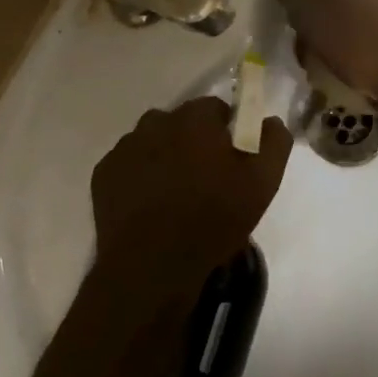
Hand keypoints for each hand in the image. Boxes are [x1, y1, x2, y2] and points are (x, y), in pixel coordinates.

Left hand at [90, 97, 290, 310]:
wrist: (152, 268)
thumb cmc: (212, 220)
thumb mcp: (262, 183)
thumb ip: (273, 142)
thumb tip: (270, 121)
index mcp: (194, 118)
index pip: (215, 108)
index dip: (226, 131)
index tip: (231, 160)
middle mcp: (155, 122)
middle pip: (181, 123)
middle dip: (193, 142)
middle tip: (205, 180)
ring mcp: (125, 147)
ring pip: (152, 142)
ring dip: (165, 157)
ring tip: (175, 196)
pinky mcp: (104, 174)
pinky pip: (129, 165)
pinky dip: (139, 177)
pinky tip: (149, 206)